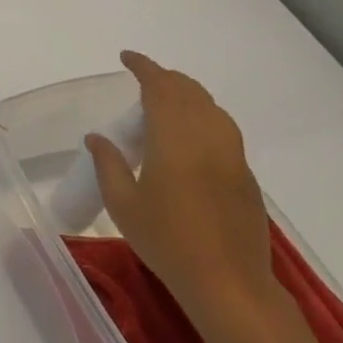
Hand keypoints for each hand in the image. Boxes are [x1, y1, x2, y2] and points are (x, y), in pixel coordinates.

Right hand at [85, 51, 277, 331]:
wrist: (229, 284)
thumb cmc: (167, 241)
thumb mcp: (123, 204)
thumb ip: (108, 164)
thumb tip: (98, 138)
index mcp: (176, 139)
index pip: (161, 88)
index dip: (144, 68)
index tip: (127, 58)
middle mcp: (209, 138)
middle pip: (190, 92)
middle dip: (166, 79)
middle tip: (141, 80)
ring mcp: (232, 157)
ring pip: (212, 109)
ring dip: (187, 96)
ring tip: (163, 104)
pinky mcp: (245, 176)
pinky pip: (223, 130)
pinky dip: (203, 118)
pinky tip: (187, 138)